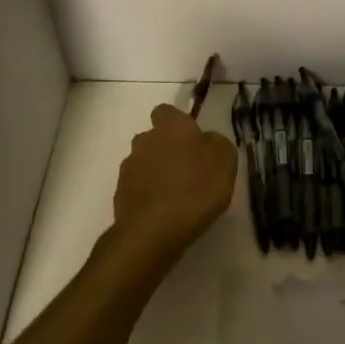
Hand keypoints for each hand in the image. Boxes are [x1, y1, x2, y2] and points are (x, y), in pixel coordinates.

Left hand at [112, 104, 236, 264]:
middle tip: (188, 170)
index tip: (192, 139)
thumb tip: (207, 141)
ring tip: (176, 195)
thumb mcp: (225, 160)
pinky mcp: (119, 195)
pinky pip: (137, 188)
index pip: (166, 111)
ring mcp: (128, 168)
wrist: (152, 232)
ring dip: (156, 173)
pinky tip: (163, 212)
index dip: (178, 123)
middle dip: (167, 149)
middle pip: (154, 138)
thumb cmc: (195, 189)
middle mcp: (144, 140)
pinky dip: (148, 196)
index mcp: (170, 126)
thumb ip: (217, 144)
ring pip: (144, 163)